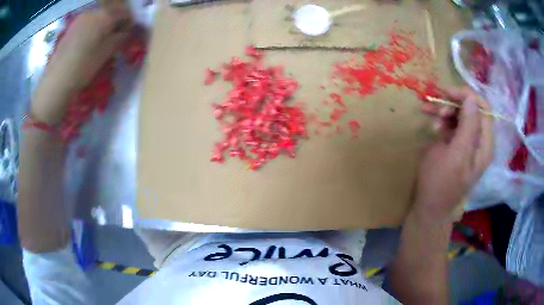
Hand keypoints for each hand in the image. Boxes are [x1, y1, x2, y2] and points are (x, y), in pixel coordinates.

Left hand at [31, 8, 132, 124]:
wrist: (56, 81)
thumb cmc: (84, 66)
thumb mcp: (106, 53)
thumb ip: (121, 38)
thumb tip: (129, 32)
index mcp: (104, 16)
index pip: (124, 14)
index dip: (129, 23)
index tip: (129, 34)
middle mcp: (92, 13)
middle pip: (109, 14)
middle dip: (114, 24)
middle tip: (115, 39)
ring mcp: (79, 20)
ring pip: (97, 19)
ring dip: (102, 27)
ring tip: (101, 43)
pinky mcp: (70, 29)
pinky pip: (86, 25)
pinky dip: (91, 31)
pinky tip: (88, 44)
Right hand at [415, 87, 493, 219]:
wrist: (429, 207)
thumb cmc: (441, 183)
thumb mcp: (455, 155)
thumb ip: (468, 127)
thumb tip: (471, 99)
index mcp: (484, 145)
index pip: (484, 108)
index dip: (467, 96)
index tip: (447, 92)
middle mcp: (479, 141)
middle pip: (471, 109)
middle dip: (452, 103)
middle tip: (434, 104)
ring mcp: (468, 143)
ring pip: (460, 114)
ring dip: (444, 109)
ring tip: (427, 111)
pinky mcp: (457, 145)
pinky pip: (452, 124)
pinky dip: (441, 119)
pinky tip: (431, 124)